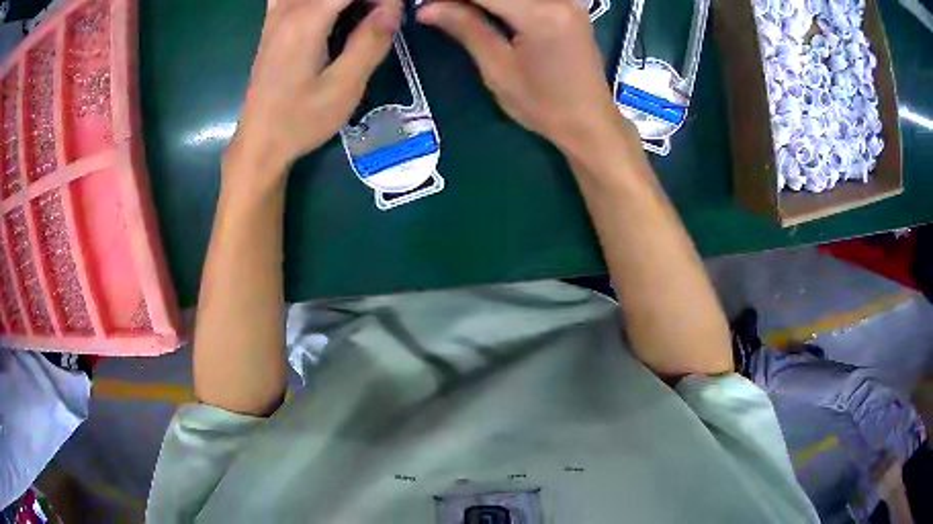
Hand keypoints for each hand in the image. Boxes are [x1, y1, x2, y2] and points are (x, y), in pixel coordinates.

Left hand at [228, 0, 402, 179]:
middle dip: (367, 0)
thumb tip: (394, 8)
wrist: (259, 143)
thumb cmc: (300, 121)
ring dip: (344, 2)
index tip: (394, 16)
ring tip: (359, 18)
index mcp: (305, 21)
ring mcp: (275, 14)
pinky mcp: (271, 24)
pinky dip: (319, 3)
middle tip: (380, 20)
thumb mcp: (344, 87)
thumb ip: (371, 41)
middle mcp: (287, 9)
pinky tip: (330, 15)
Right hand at [417, 0, 625, 155]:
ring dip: (484, 1)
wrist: (589, 122)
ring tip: (459, 11)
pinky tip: (486, 11)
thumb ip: (466, 28)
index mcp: (540, 15)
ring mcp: (569, 0)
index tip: (427, 3)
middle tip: (440, 8)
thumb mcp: (498, 69)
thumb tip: (426, 8)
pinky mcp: (571, 5)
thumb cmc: (543, 105)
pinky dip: (505, 2)